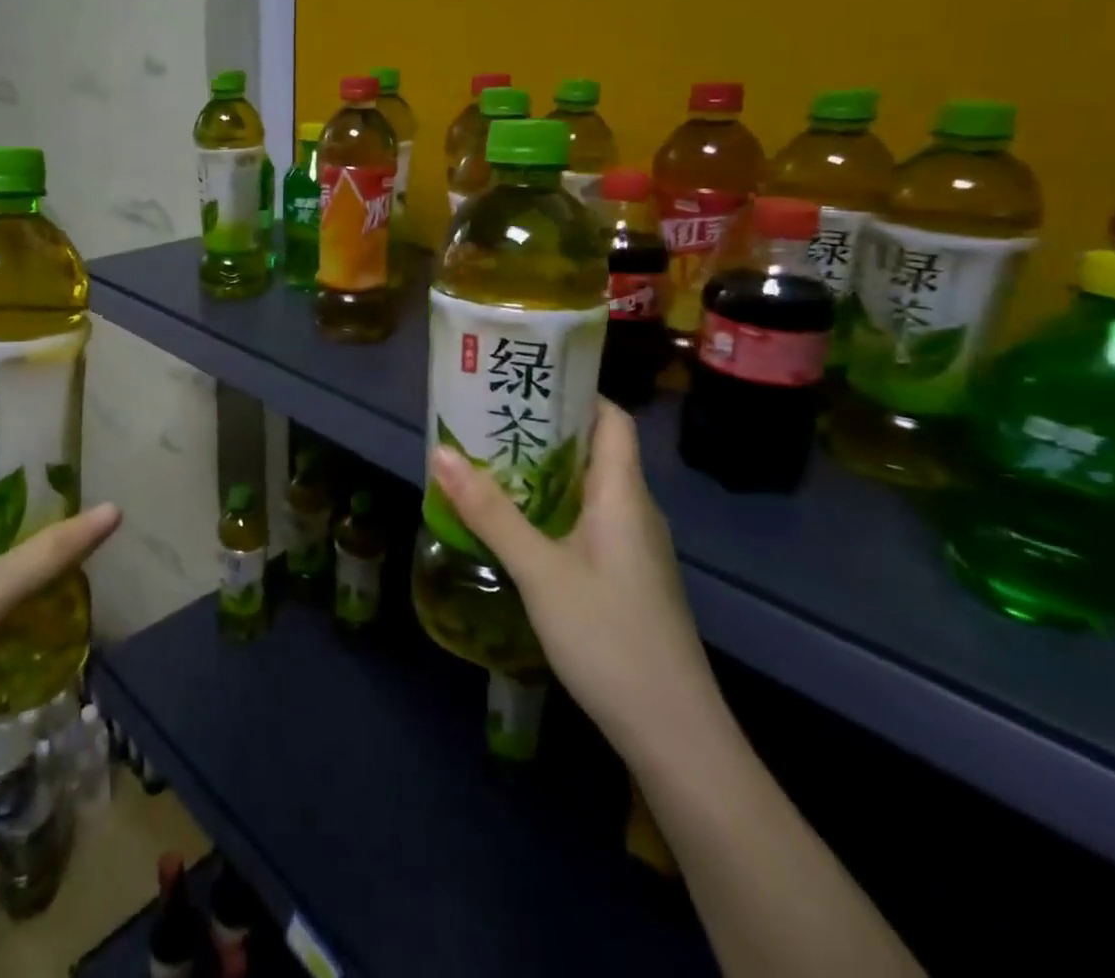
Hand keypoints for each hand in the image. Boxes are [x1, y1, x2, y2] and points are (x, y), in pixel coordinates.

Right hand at [430, 399, 722, 764]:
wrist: (674, 734)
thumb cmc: (609, 637)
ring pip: (584, 488)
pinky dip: (549, 508)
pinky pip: (584, 521)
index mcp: (622, 494)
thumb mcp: (539, 570)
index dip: (575, 392)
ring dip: (540, 471)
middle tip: (486, 416)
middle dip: (541, 429)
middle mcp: (632, 510)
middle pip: (592, 449)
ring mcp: (631, 547)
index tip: (524, 380)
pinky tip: (512, 522)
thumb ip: (489, 512)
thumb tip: (440, 451)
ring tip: (487, 460)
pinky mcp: (623, 577)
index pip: (611, 419)